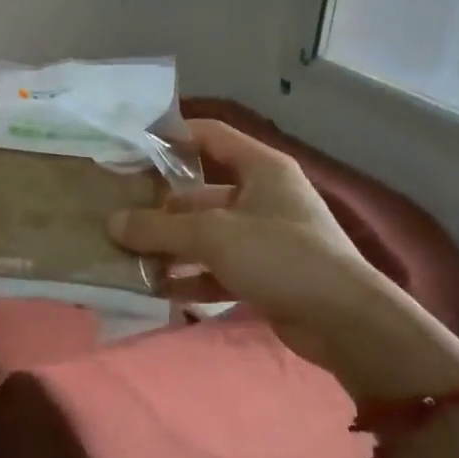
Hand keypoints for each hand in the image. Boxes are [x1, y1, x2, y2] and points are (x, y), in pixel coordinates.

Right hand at [107, 119, 405, 369]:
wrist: (346, 322)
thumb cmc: (281, 256)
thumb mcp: (214, 236)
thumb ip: (159, 228)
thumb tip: (112, 222)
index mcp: (261, 168)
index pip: (210, 136)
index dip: (172, 137)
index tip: (132, 148)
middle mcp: (263, 196)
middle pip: (201, 192)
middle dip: (161, 208)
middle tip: (120, 217)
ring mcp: (265, 237)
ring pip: (207, 234)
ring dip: (172, 246)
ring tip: (131, 256)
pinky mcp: (265, 274)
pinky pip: (218, 268)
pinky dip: (191, 277)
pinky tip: (159, 289)